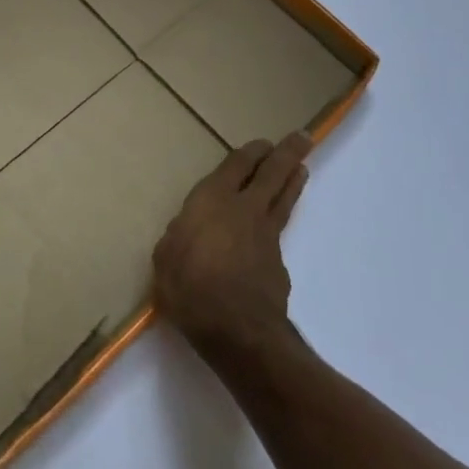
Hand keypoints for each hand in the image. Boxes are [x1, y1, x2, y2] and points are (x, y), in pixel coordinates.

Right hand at [153, 131, 309, 361]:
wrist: (238, 331)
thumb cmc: (190, 288)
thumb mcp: (166, 258)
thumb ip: (179, 237)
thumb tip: (189, 232)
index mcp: (213, 200)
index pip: (237, 165)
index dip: (251, 152)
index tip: (262, 143)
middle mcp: (245, 208)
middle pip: (272, 173)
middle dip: (287, 152)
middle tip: (302, 137)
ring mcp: (266, 235)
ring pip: (284, 198)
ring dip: (293, 180)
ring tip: (302, 168)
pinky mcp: (278, 262)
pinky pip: (279, 232)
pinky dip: (280, 223)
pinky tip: (273, 233)